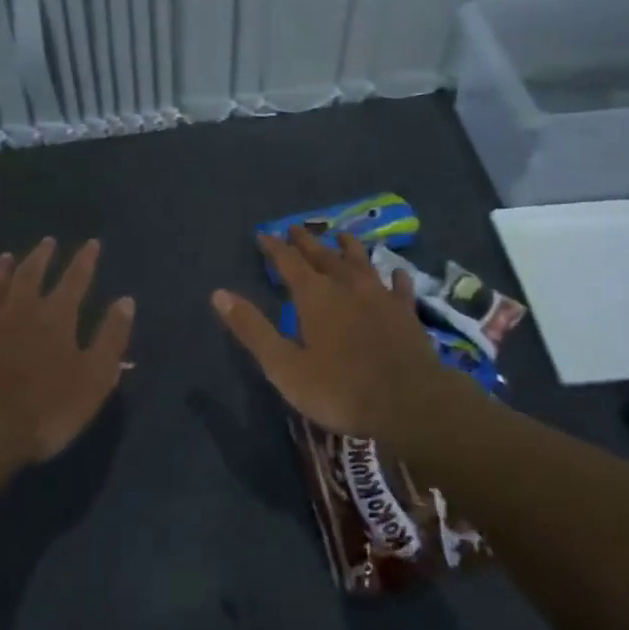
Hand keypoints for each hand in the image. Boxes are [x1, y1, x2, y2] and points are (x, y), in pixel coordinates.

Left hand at [0, 238, 134, 464]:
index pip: (76, 279)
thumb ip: (111, 338)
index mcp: (56, 316)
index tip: (91, 243)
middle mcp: (20, 309)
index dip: (85, 260)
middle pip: (31, 274)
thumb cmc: (46, 408)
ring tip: (6, 256)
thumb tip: (126, 301)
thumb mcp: (94, 377)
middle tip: (47, 242)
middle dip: (42, 256)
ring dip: (2, 270)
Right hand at [211, 227, 472, 443]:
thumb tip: (219, 294)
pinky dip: (394, 277)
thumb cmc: (340, 389)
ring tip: (342, 234)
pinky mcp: (406, 313)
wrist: (409, 402)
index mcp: (315, 296)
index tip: (264, 234)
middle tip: (295, 227)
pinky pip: (399, 287)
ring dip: (349, 248)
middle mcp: (347, 286)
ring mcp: (380, 297)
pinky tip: (396, 272)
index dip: (274, 248)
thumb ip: (253, 329)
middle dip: (306, 242)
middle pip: (323, 256)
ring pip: (361, 263)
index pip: (288, 262)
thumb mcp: (285, 366)